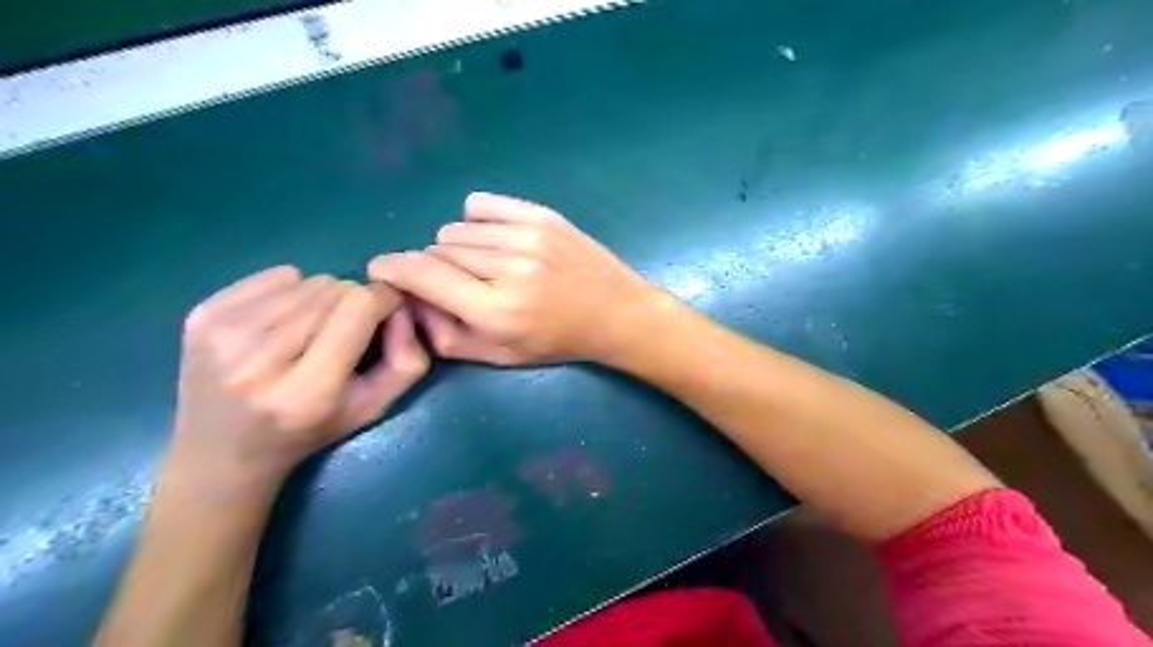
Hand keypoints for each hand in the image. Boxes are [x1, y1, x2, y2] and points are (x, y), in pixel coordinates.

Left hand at [166, 265, 426, 498]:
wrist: (221, 454)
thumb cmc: (309, 432)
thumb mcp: (374, 408)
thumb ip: (407, 361)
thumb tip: (401, 307)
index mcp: (308, 390)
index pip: (360, 306)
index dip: (384, 301)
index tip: (386, 314)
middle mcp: (259, 358)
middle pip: (335, 288)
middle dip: (353, 303)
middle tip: (345, 332)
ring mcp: (223, 333)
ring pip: (307, 279)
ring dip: (322, 299)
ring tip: (311, 331)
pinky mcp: (201, 314)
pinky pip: (275, 276)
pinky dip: (290, 291)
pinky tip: (281, 323)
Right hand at [364, 190, 662, 363]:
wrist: (615, 313)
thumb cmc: (558, 342)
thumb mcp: (501, 356)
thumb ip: (446, 336)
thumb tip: (410, 301)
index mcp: (496, 310)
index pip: (422, 275)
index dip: (392, 269)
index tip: (381, 270)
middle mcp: (508, 268)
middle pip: (436, 250)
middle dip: (433, 269)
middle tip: (456, 284)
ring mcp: (526, 236)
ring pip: (456, 230)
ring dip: (457, 249)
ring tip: (484, 266)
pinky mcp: (541, 215)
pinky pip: (480, 206)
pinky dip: (476, 222)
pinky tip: (493, 240)